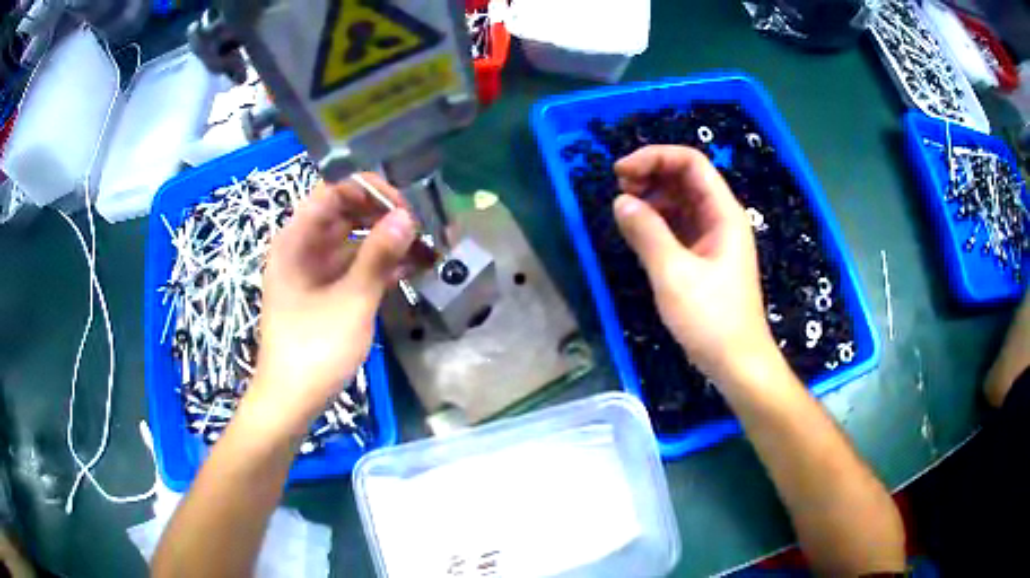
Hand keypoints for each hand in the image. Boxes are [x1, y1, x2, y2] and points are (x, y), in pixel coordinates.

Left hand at [248, 174, 415, 436]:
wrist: (292, 400)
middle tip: (422, 226)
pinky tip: (411, 268)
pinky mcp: (325, 292)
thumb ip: (378, 255)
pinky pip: (353, 266)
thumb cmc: (314, 349)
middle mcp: (303, 248)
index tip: (404, 207)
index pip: (333, 193)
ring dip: (387, 242)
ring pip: (353, 241)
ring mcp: (314, 271)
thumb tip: (407, 217)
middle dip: (384, 216)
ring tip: (426, 247)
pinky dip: (379, 265)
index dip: (368, 191)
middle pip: (345, 215)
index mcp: (296, 240)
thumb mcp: (351, 300)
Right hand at [612, 146, 777, 386]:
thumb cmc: (712, 319)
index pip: (691, 163)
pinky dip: (656, 222)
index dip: (655, 157)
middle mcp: (720, 218)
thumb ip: (647, 233)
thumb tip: (621, 201)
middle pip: (685, 178)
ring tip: (624, 210)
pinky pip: (677, 226)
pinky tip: (637, 232)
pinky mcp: (703, 257)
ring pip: (680, 201)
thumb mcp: (674, 275)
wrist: (736, 362)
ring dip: (651, 198)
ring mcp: (712, 238)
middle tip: (619, 189)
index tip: (620, 172)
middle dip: (651, 175)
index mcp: (723, 213)